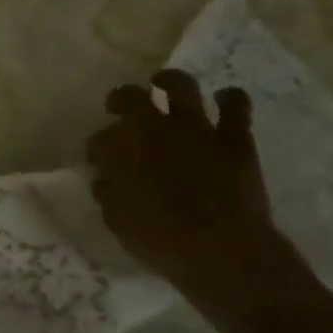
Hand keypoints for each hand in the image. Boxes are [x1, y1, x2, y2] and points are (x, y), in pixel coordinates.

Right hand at [87, 70, 292, 302]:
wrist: (222, 251)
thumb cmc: (161, 241)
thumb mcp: (118, 221)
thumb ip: (109, 194)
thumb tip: (105, 179)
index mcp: (122, 151)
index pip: (100, 138)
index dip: (97, 147)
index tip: (98, 160)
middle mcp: (155, 130)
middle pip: (131, 97)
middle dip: (121, 98)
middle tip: (120, 106)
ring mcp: (197, 129)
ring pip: (181, 86)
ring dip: (170, 80)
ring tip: (164, 82)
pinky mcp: (235, 138)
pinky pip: (236, 106)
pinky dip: (230, 98)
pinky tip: (225, 98)